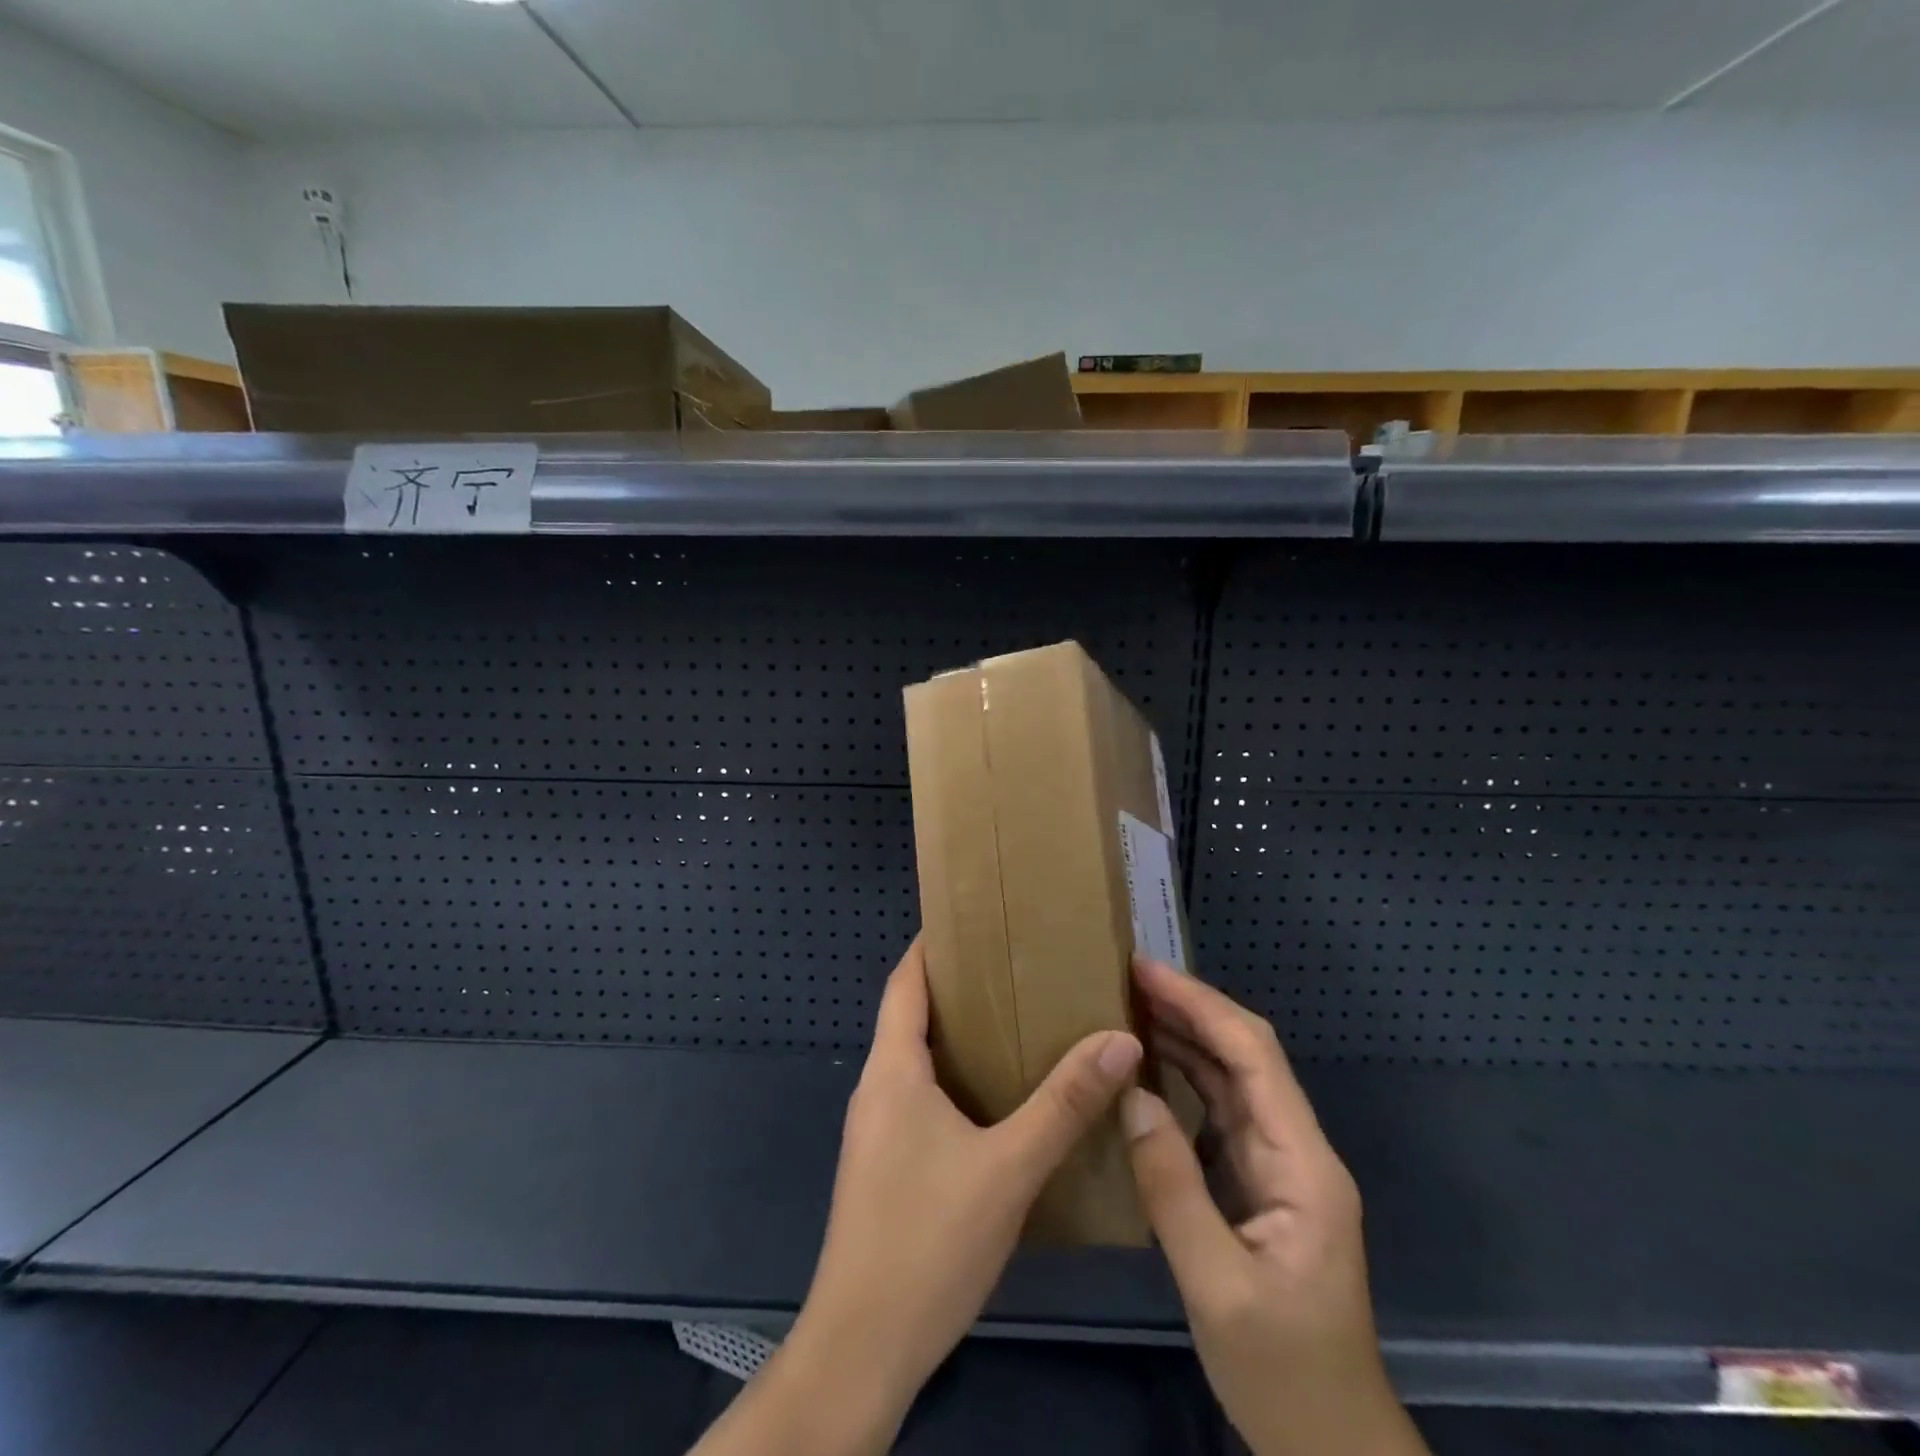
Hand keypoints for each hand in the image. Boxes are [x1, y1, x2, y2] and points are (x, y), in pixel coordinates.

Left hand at [717, 939, 1140, 1454]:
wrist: (863, 1348)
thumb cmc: (927, 1240)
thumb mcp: (1008, 1168)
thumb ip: (1064, 1103)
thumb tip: (1119, 1038)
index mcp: (893, 1069)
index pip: (905, 981)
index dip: (933, 945)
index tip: (976, 920)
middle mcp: (878, 1088)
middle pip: (913, 1015)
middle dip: (960, 987)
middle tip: (1018, 968)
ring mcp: (878, 1130)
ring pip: (919, 1060)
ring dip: (961, 1036)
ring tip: (1020, 1021)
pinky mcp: (887, 1165)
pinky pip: (923, 1098)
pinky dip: (958, 1080)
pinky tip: (1001, 1099)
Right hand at [1122, 957, 1427, 1455]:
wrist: (1331, 1446)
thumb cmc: (1283, 1374)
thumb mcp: (1218, 1286)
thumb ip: (1173, 1187)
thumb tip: (1132, 1096)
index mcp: (1302, 1165)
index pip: (1252, 1056)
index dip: (1200, 1005)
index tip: (1146, 972)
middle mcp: (1297, 1150)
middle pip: (1245, 1056)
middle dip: (1191, 1008)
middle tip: (1128, 977)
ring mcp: (1281, 1166)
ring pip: (1233, 1078)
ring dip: (1186, 1037)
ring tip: (1132, 1005)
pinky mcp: (1261, 1183)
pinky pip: (1221, 1111)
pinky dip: (1185, 1077)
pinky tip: (1151, 1066)